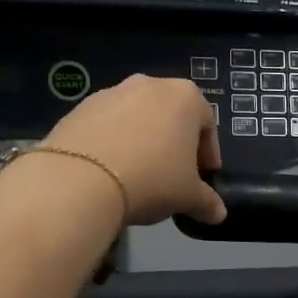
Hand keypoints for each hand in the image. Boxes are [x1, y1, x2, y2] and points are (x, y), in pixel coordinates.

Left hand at [39, 75, 226, 225]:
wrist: (81, 178)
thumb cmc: (153, 179)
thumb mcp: (189, 197)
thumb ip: (208, 202)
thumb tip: (218, 214)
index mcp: (185, 97)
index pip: (207, 125)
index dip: (208, 155)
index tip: (204, 178)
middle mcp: (149, 84)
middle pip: (171, 116)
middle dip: (175, 144)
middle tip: (173, 176)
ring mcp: (111, 93)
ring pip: (137, 119)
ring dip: (143, 142)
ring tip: (139, 176)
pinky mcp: (79, 108)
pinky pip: (107, 127)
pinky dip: (114, 144)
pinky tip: (110, 172)